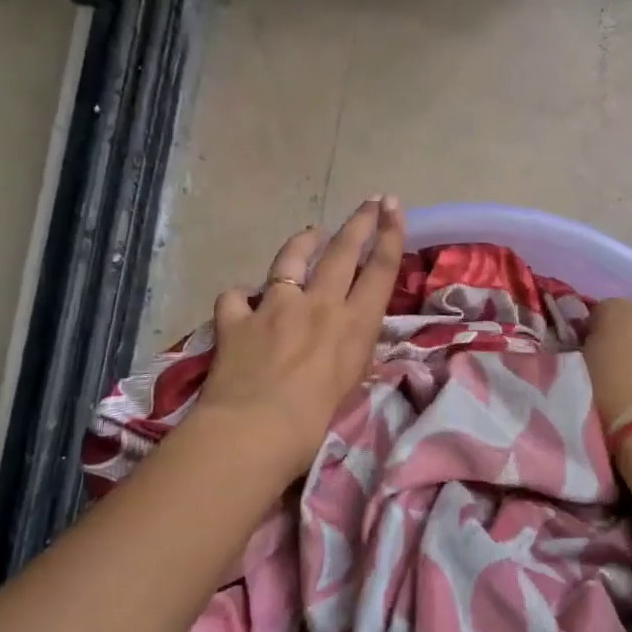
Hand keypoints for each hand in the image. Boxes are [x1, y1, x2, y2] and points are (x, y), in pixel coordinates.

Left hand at [193, 196, 405, 483]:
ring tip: (312, 232)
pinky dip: (242, 296)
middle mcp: (319, 304)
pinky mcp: (237, 319)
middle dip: (360, 221)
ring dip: (304, 241)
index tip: (394, 207)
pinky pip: (237, 297)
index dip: (391, 234)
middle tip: (371, 200)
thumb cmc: (317, 423)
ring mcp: (275, 306)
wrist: (255, 431)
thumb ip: (354, 351)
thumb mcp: (353, 386)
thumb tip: (352, 336)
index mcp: (354, 323)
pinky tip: (243, 300)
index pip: (380, 268)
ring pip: (291, 259)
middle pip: (343, 251)